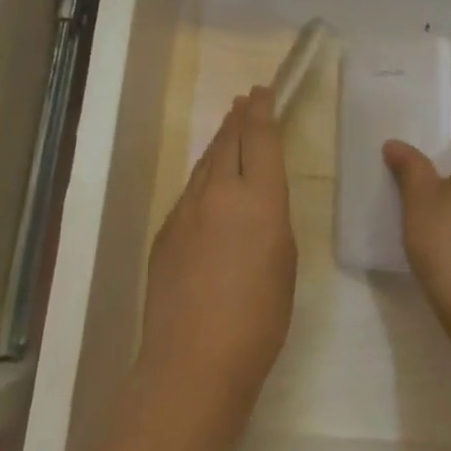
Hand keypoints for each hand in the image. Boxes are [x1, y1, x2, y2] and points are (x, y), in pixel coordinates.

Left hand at [134, 87, 296, 439]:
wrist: (194, 359)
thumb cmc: (259, 315)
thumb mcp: (284, 258)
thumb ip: (270, 217)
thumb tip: (255, 201)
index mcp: (258, 195)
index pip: (259, 137)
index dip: (262, 110)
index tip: (262, 91)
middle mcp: (219, 190)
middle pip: (228, 140)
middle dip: (239, 117)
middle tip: (245, 100)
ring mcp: (186, 209)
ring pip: (206, 162)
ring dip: (219, 141)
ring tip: (228, 126)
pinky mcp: (166, 231)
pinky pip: (190, 190)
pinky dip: (204, 174)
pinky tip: (208, 181)